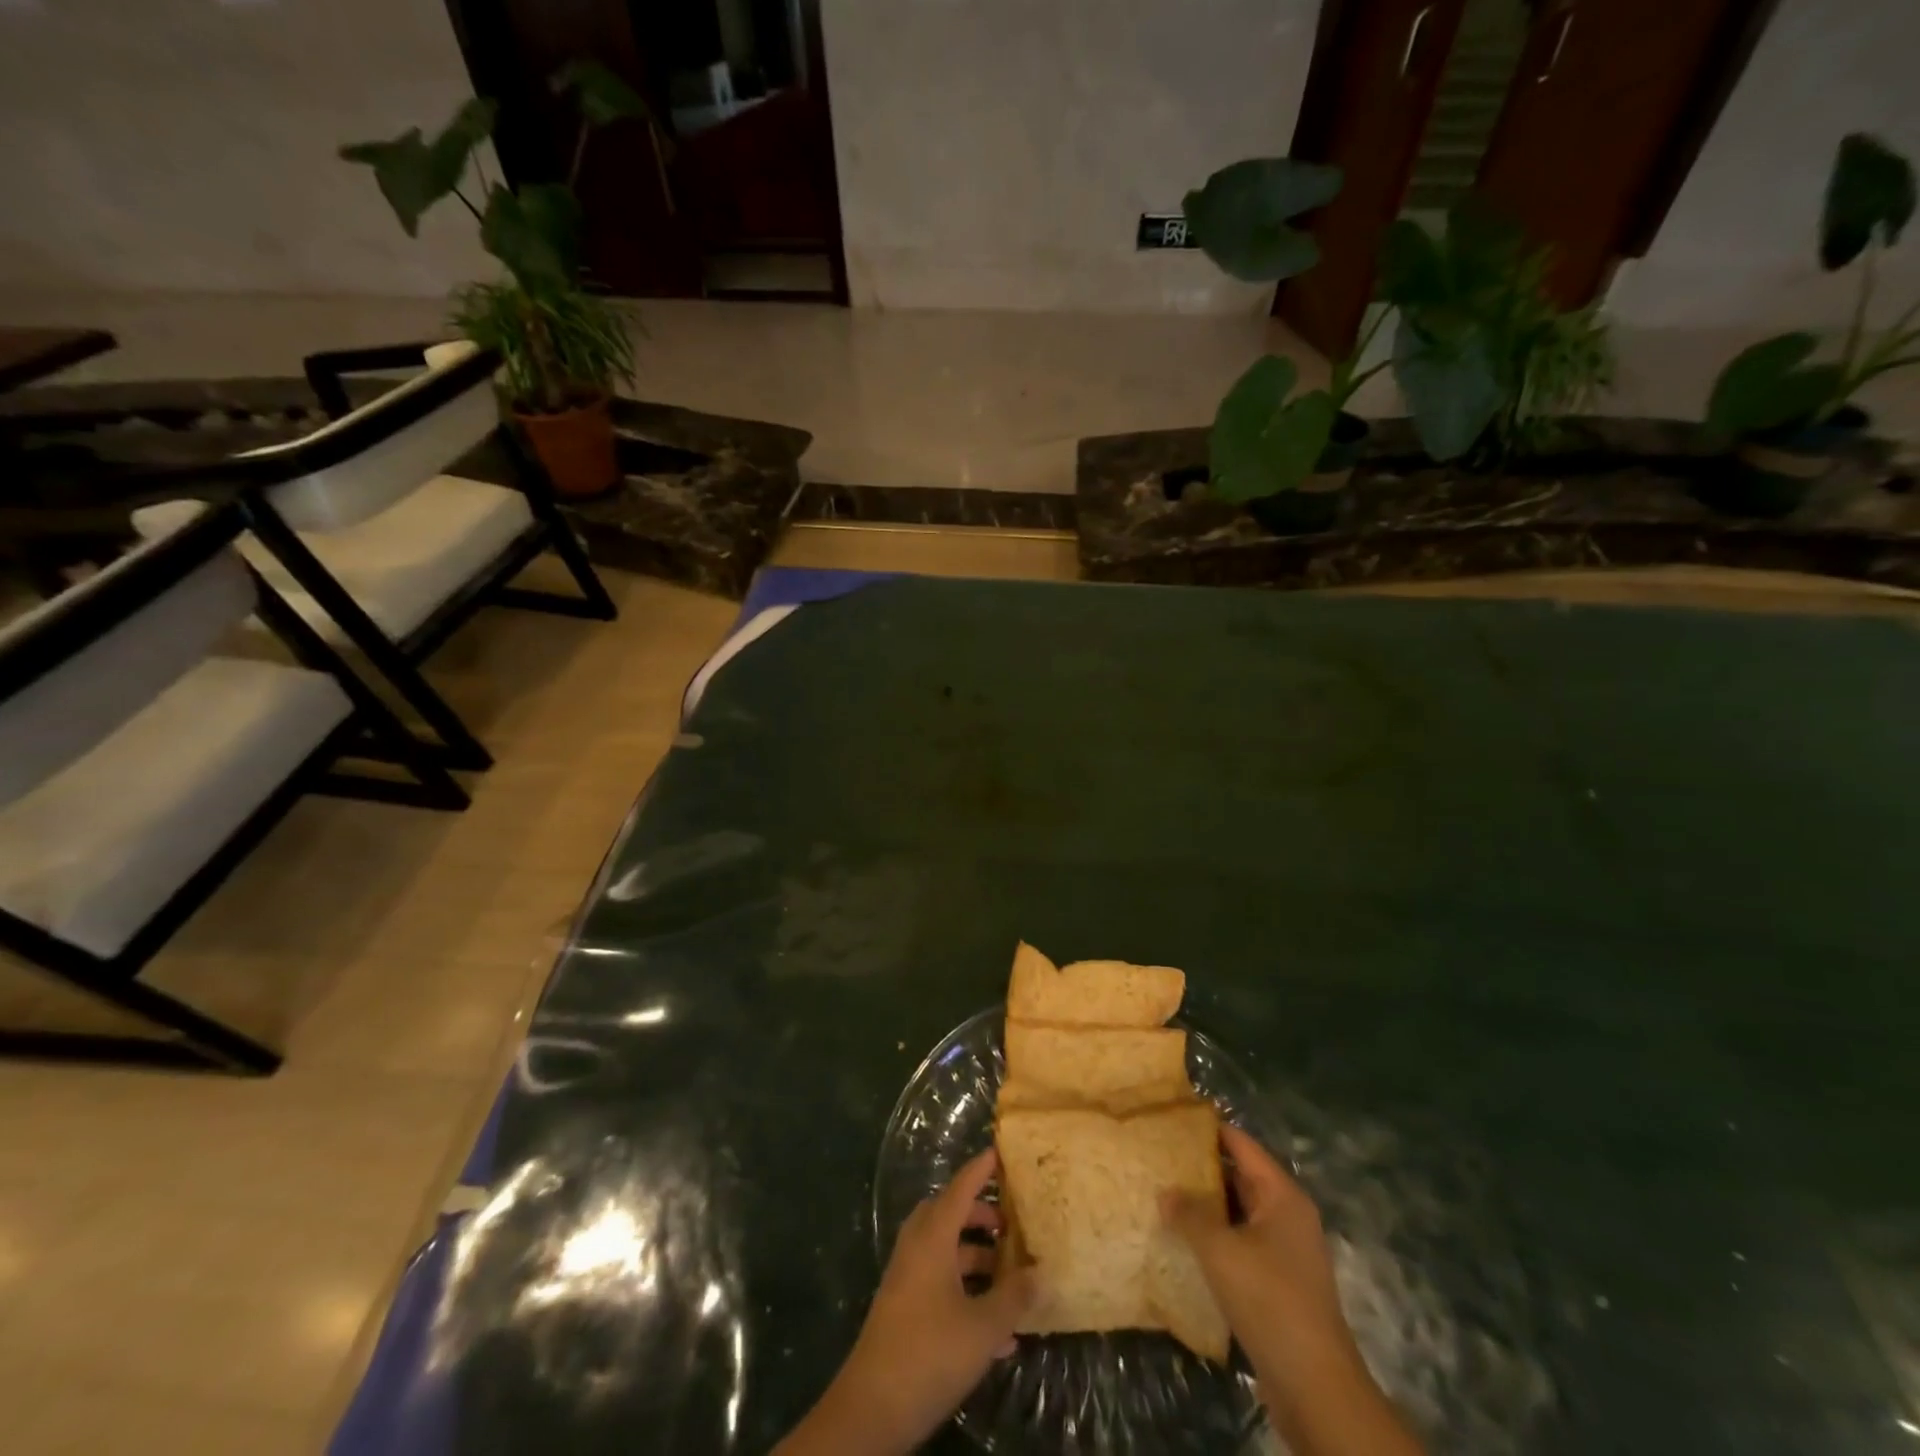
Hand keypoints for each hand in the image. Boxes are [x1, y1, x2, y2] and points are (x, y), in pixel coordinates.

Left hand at [775, 1148, 1036, 1455]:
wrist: (872, 1408)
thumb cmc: (930, 1352)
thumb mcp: (983, 1327)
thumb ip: (1013, 1297)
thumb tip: (1039, 1272)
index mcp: (933, 1237)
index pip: (960, 1188)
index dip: (980, 1169)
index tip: (1000, 1152)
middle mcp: (917, 1248)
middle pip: (950, 1216)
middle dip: (980, 1217)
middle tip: (1010, 1224)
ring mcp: (907, 1279)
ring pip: (946, 1251)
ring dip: (976, 1258)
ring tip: (1011, 1277)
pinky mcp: (904, 1309)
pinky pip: (940, 1283)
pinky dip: (966, 1290)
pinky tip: (999, 1330)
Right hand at [1163, 1124, 1423, 1455]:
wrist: (1315, 1386)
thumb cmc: (1269, 1300)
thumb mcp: (1220, 1251)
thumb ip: (1190, 1215)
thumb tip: (1165, 1191)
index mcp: (1282, 1196)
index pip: (1241, 1145)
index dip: (1208, 1130)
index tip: (1171, 1120)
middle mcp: (1288, 1216)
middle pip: (1240, 1177)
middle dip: (1201, 1169)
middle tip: (1158, 1157)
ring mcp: (1285, 1251)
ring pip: (1239, 1213)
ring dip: (1206, 1207)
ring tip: (1163, 1194)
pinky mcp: (1278, 1283)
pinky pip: (1241, 1244)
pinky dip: (1215, 1238)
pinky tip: (1183, 1241)